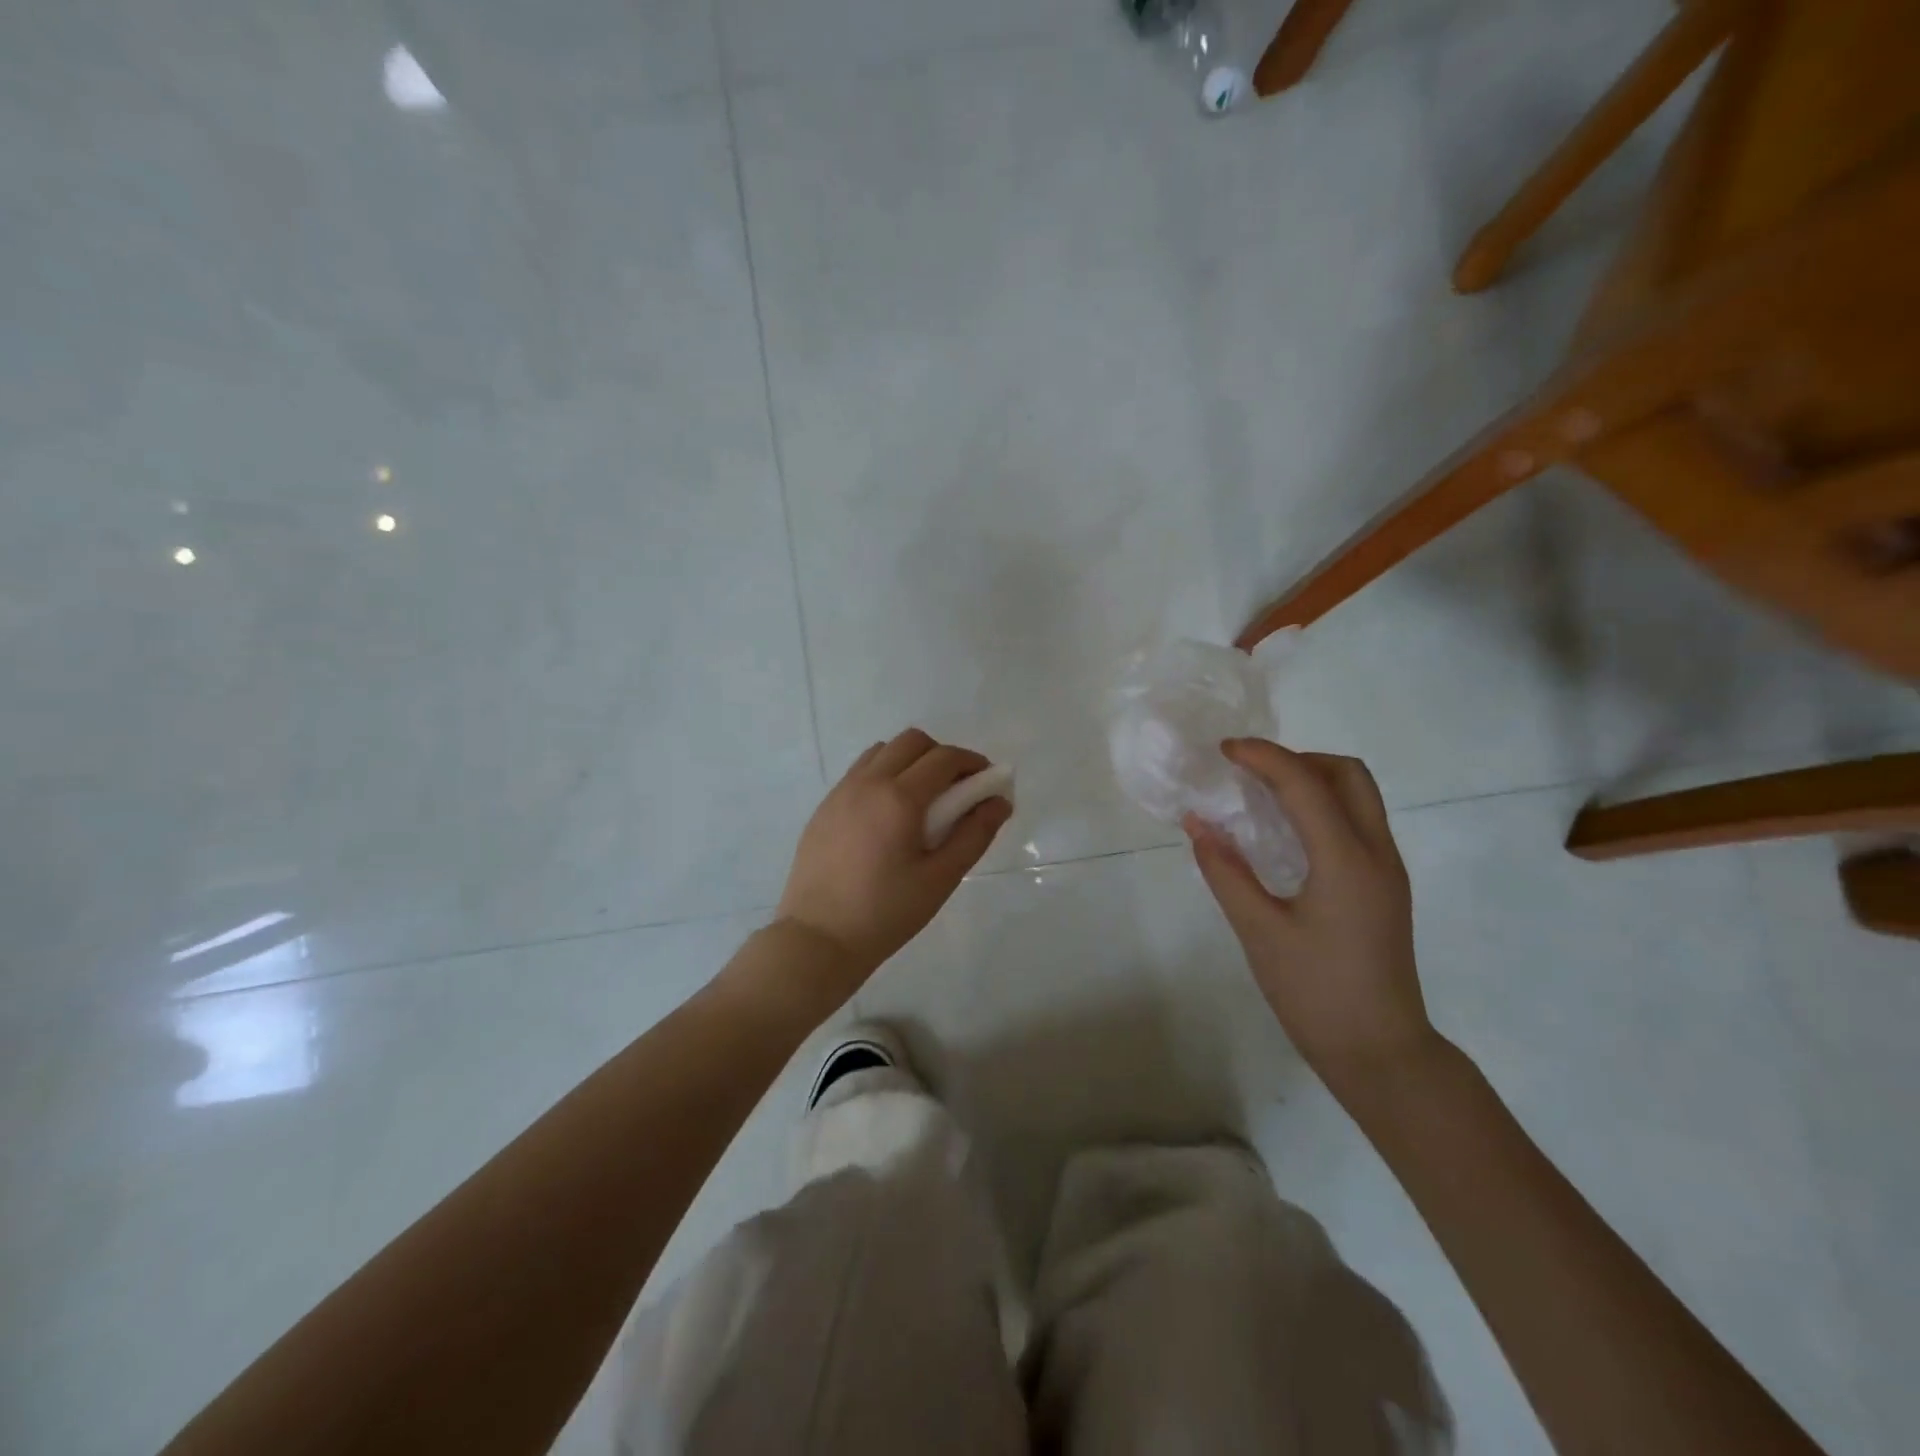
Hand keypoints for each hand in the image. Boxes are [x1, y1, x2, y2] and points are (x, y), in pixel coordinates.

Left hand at [775, 728, 1011, 994]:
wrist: (818, 938)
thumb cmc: (886, 913)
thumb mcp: (940, 878)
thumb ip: (974, 834)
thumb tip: (1000, 802)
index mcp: (899, 798)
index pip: (944, 758)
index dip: (972, 762)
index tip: (987, 781)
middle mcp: (868, 782)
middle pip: (912, 741)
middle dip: (941, 755)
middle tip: (956, 789)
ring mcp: (841, 792)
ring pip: (883, 751)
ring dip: (910, 760)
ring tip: (922, 799)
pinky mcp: (824, 807)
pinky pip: (860, 771)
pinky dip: (884, 774)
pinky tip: (889, 813)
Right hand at [1185, 739, 1435, 1092]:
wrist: (1380, 1052)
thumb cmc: (1315, 993)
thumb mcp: (1259, 931)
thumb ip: (1225, 872)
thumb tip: (1198, 824)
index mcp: (1346, 860)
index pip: (1305, 784)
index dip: (1263, 757)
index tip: (1224, 751)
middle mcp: (1376, 853)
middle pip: (1347, 774)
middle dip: (1297, 759)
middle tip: (1251, 774)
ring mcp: (1387, 869)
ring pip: (1358, 795)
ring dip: (1312, 780)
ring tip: (1262, 797)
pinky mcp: (1384, 886)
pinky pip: (1357, 821)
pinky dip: (1322, 806)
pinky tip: (1285, 834)